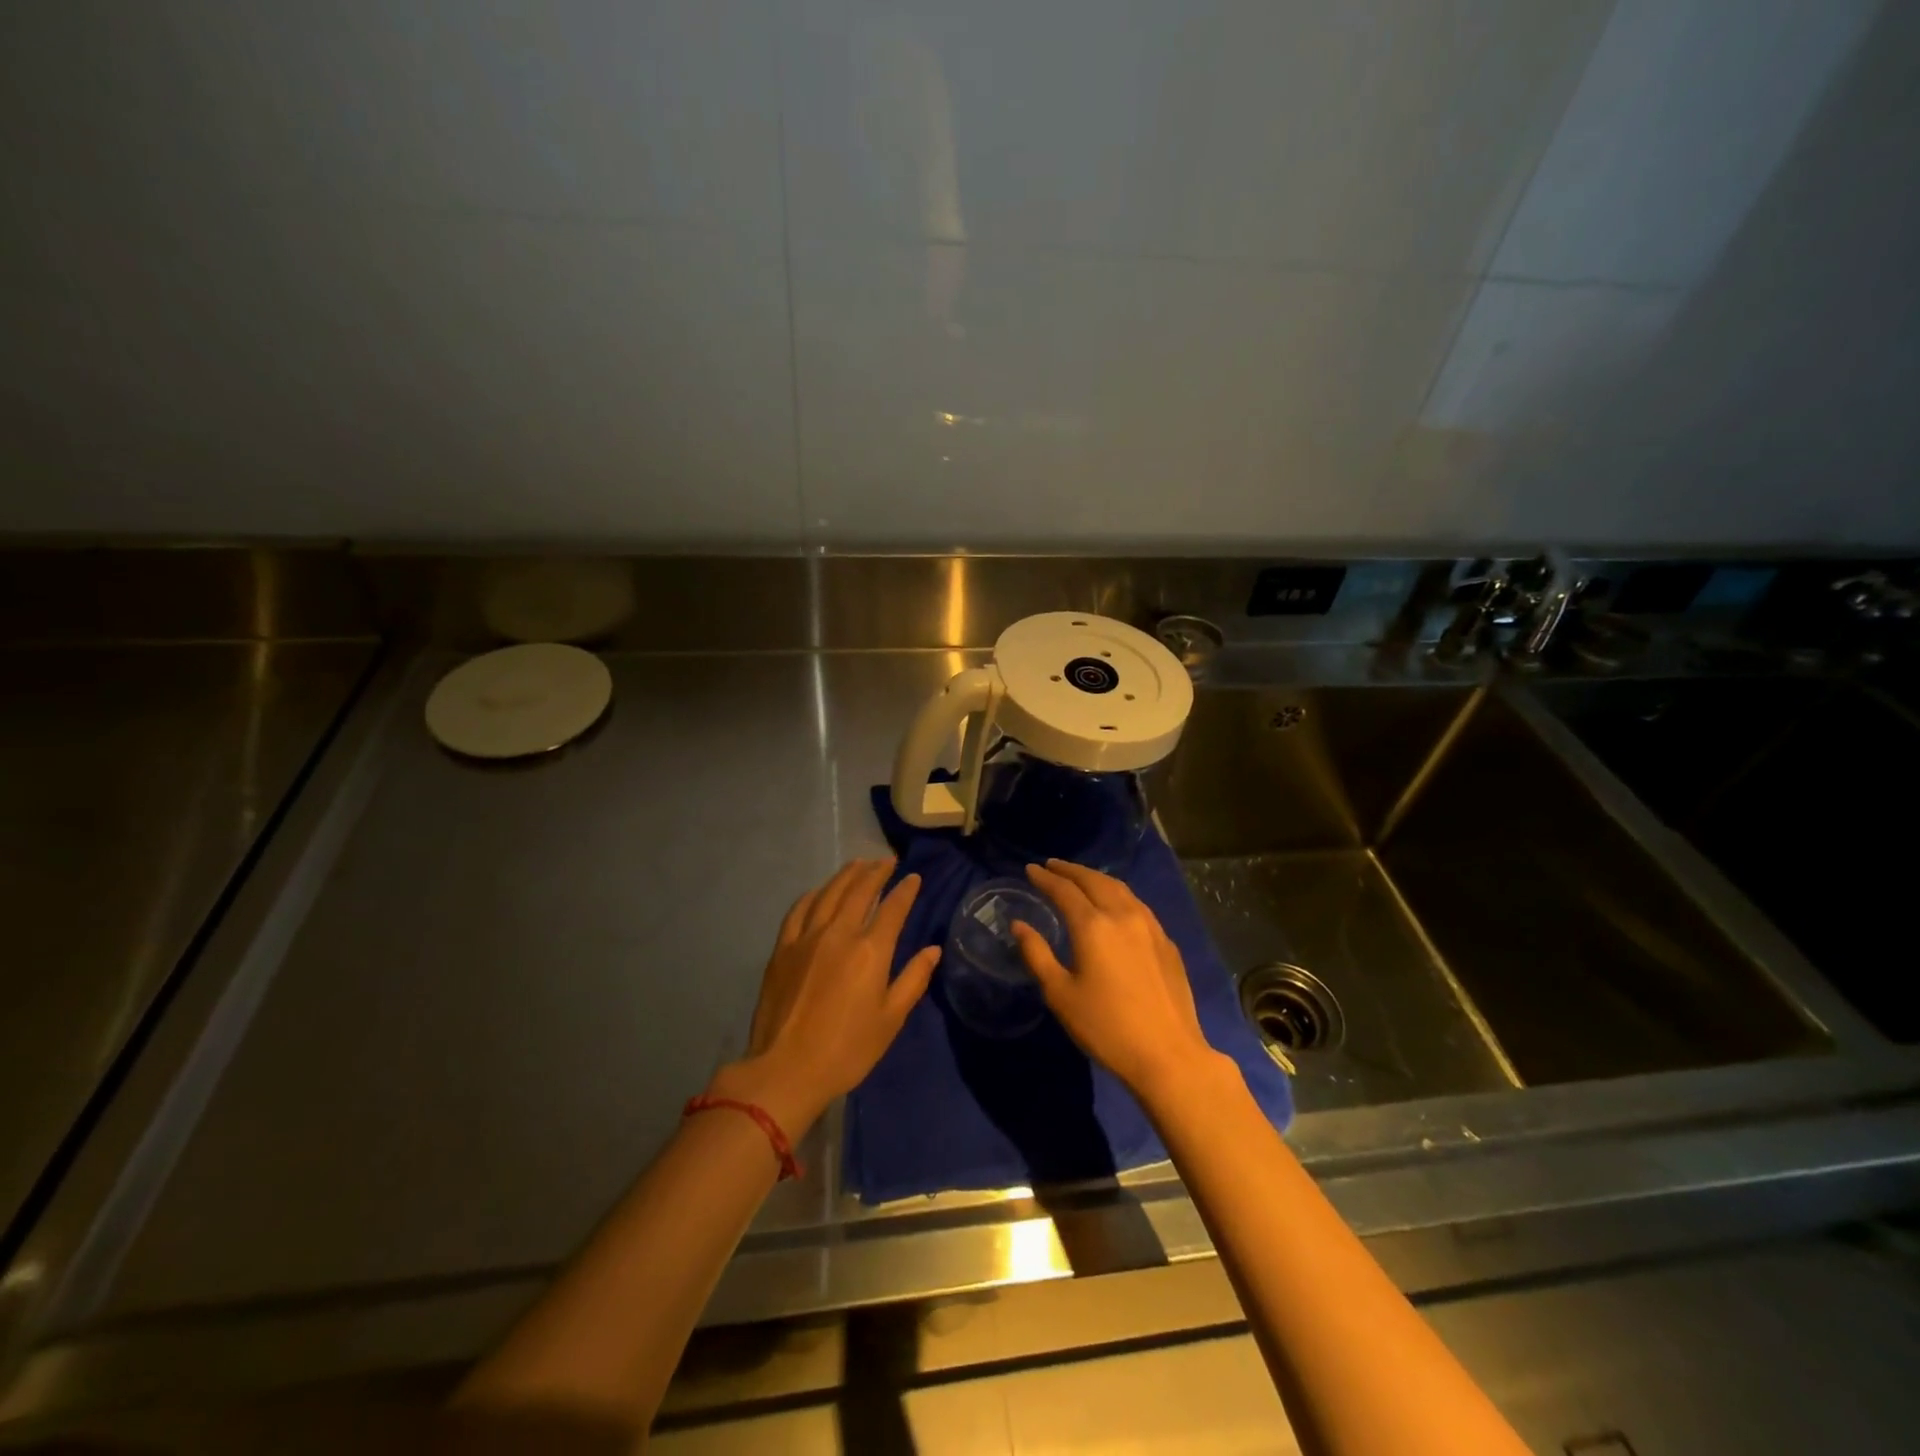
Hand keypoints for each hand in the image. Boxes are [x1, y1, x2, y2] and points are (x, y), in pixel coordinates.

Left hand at [710, 859, 938, 1139]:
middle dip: (876, 872)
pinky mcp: (783, 948)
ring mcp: (807, 937)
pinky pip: (799, 910)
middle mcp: (839, 933)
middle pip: (860, 890)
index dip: (906, 890)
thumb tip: (933, 950)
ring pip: (829, 893)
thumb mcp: (891, 1019)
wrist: (787, 1069)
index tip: (914, 877)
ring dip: (847, 875)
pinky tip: (819, 891)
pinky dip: (813, 894)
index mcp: (870, 950)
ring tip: (859, 864)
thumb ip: (913, 979)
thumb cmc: (848, 1049)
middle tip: (888, 861)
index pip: (893, 908)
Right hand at [1012, 859, 1223, 1100]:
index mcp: (1093, 926)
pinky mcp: (1166, 942)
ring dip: (1096, 878)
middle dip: (1070, 870)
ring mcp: (1150, 927)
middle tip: (1052, 865)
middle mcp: (1123, 915)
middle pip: (1094, 880)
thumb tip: (1019, 925)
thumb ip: (1037, 954)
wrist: (1168, 1054)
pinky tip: (1114, 904)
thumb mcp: (1060, 994)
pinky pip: (1137, 904)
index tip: (1030, 869)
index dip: (1045, 878)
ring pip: (1120, 888)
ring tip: (1080, 878)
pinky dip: (1118, 894)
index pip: (1064, 890)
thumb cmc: (1106, 1027)